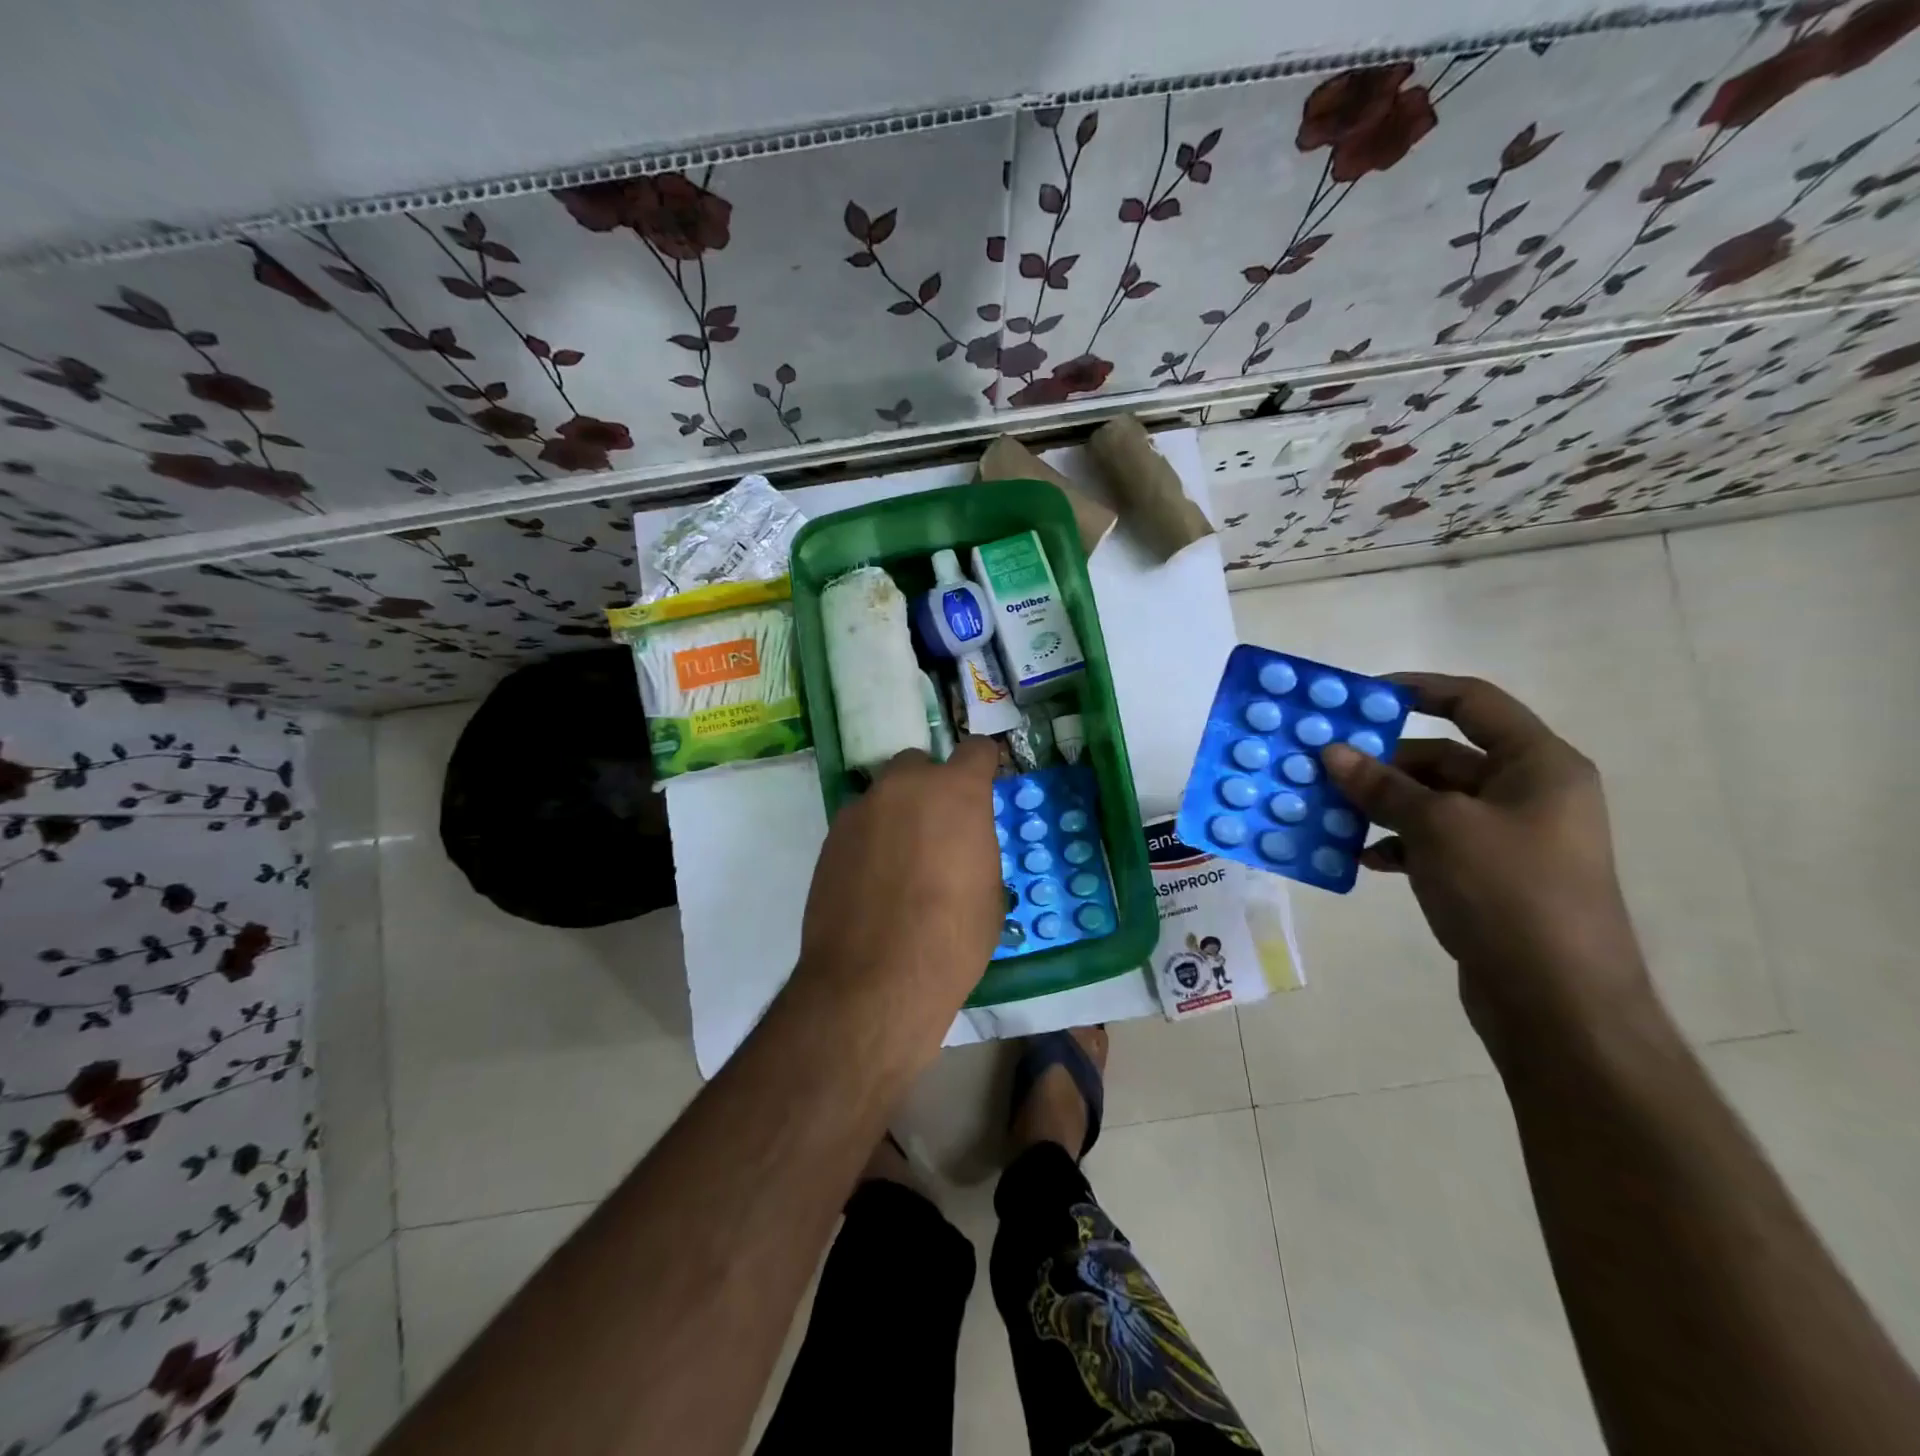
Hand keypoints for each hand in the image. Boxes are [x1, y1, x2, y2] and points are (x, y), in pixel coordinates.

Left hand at [793, 736, 1004, 1050]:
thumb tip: (960, 848)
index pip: (976, 750)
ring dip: (896, 815)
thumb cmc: (951, 939)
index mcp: (956, 792)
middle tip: (937, 831)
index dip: (983, 767)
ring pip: (884, 795)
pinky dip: (869, 841)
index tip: (984, 785)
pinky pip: (858, 825)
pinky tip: (872, 883)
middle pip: (919, 764)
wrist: (874, 980)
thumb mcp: (988, 893)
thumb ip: (975, 849)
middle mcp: (904, 787)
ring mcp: (861, 810)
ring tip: (900, 864)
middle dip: (930, 787)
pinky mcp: (830, 839)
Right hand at [1322, 673, 1653, 1055]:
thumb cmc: (1508, 893)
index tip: (1358, 697)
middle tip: (1324, 763)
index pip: (1473, 703)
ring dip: (1381, 804)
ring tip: (1329, 810)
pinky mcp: (1489, 877)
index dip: (1417, 690)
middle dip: (1383, 760)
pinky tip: (1361, 856)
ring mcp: (1509, 838)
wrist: (1557, 1002)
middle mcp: (1528, 793)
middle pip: (1445, 755)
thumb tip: (1331, 752)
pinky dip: (1397, 843)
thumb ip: (1382, 786)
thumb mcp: (1438, 828)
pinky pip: (1433, 842)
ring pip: (1432, 802)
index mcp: (1537, 765)